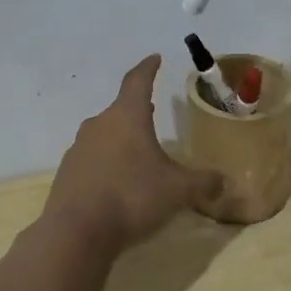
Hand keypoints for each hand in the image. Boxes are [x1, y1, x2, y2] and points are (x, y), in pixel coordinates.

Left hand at [44, 56, 225, 252]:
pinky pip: (92, 160)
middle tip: (152, 110)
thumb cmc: (132, 197)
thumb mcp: (178, 190)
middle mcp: (99, 125)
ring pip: (104, 135)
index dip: (148, 68)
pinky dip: (106, 163)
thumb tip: (224, 181)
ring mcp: (78, 149)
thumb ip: (203, 182)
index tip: (155, 58)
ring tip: (137, 151)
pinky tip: (116, 182)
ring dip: (121, 138)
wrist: (76, 232)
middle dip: (137, 110)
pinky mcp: (66, 174)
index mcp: (127, 117)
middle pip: (120, 110)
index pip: (138, 81)